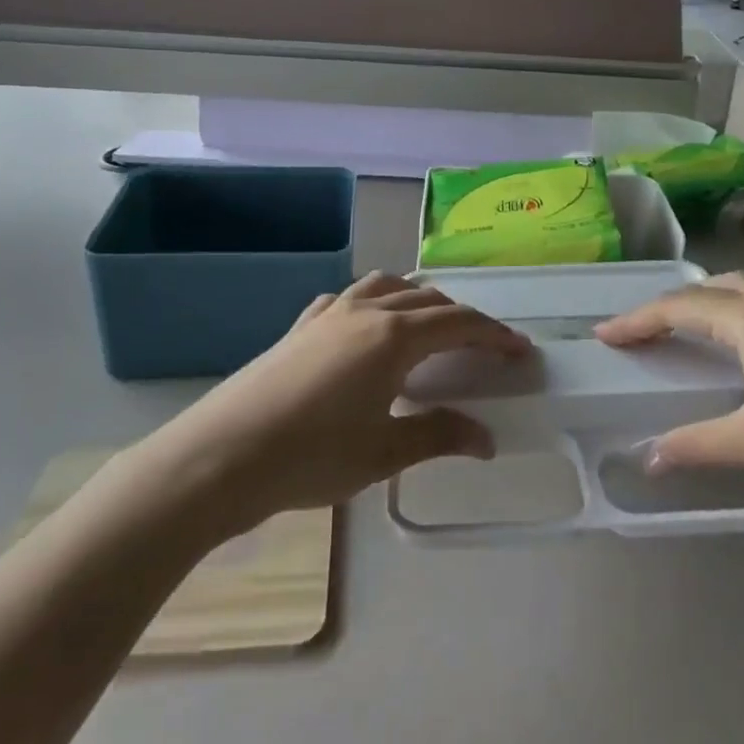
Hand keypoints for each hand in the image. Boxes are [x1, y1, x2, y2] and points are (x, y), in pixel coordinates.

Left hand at [163, 273, 529, 525]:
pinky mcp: (301, 326)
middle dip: (462, 318)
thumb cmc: (312, 457)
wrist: (224, 454)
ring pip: (386, 286)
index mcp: (394, 337)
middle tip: (482, 347)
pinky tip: (366, 326)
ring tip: (429, 326)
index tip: (520, 350)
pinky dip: (372, 302)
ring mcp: (329, 314)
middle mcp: (366, 312)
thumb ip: (438, 436)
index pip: (459, 324)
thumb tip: (487, 439)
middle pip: (427, 300)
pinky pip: (348, 298)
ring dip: (418, 300)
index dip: (494, 335)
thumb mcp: (383, 452)